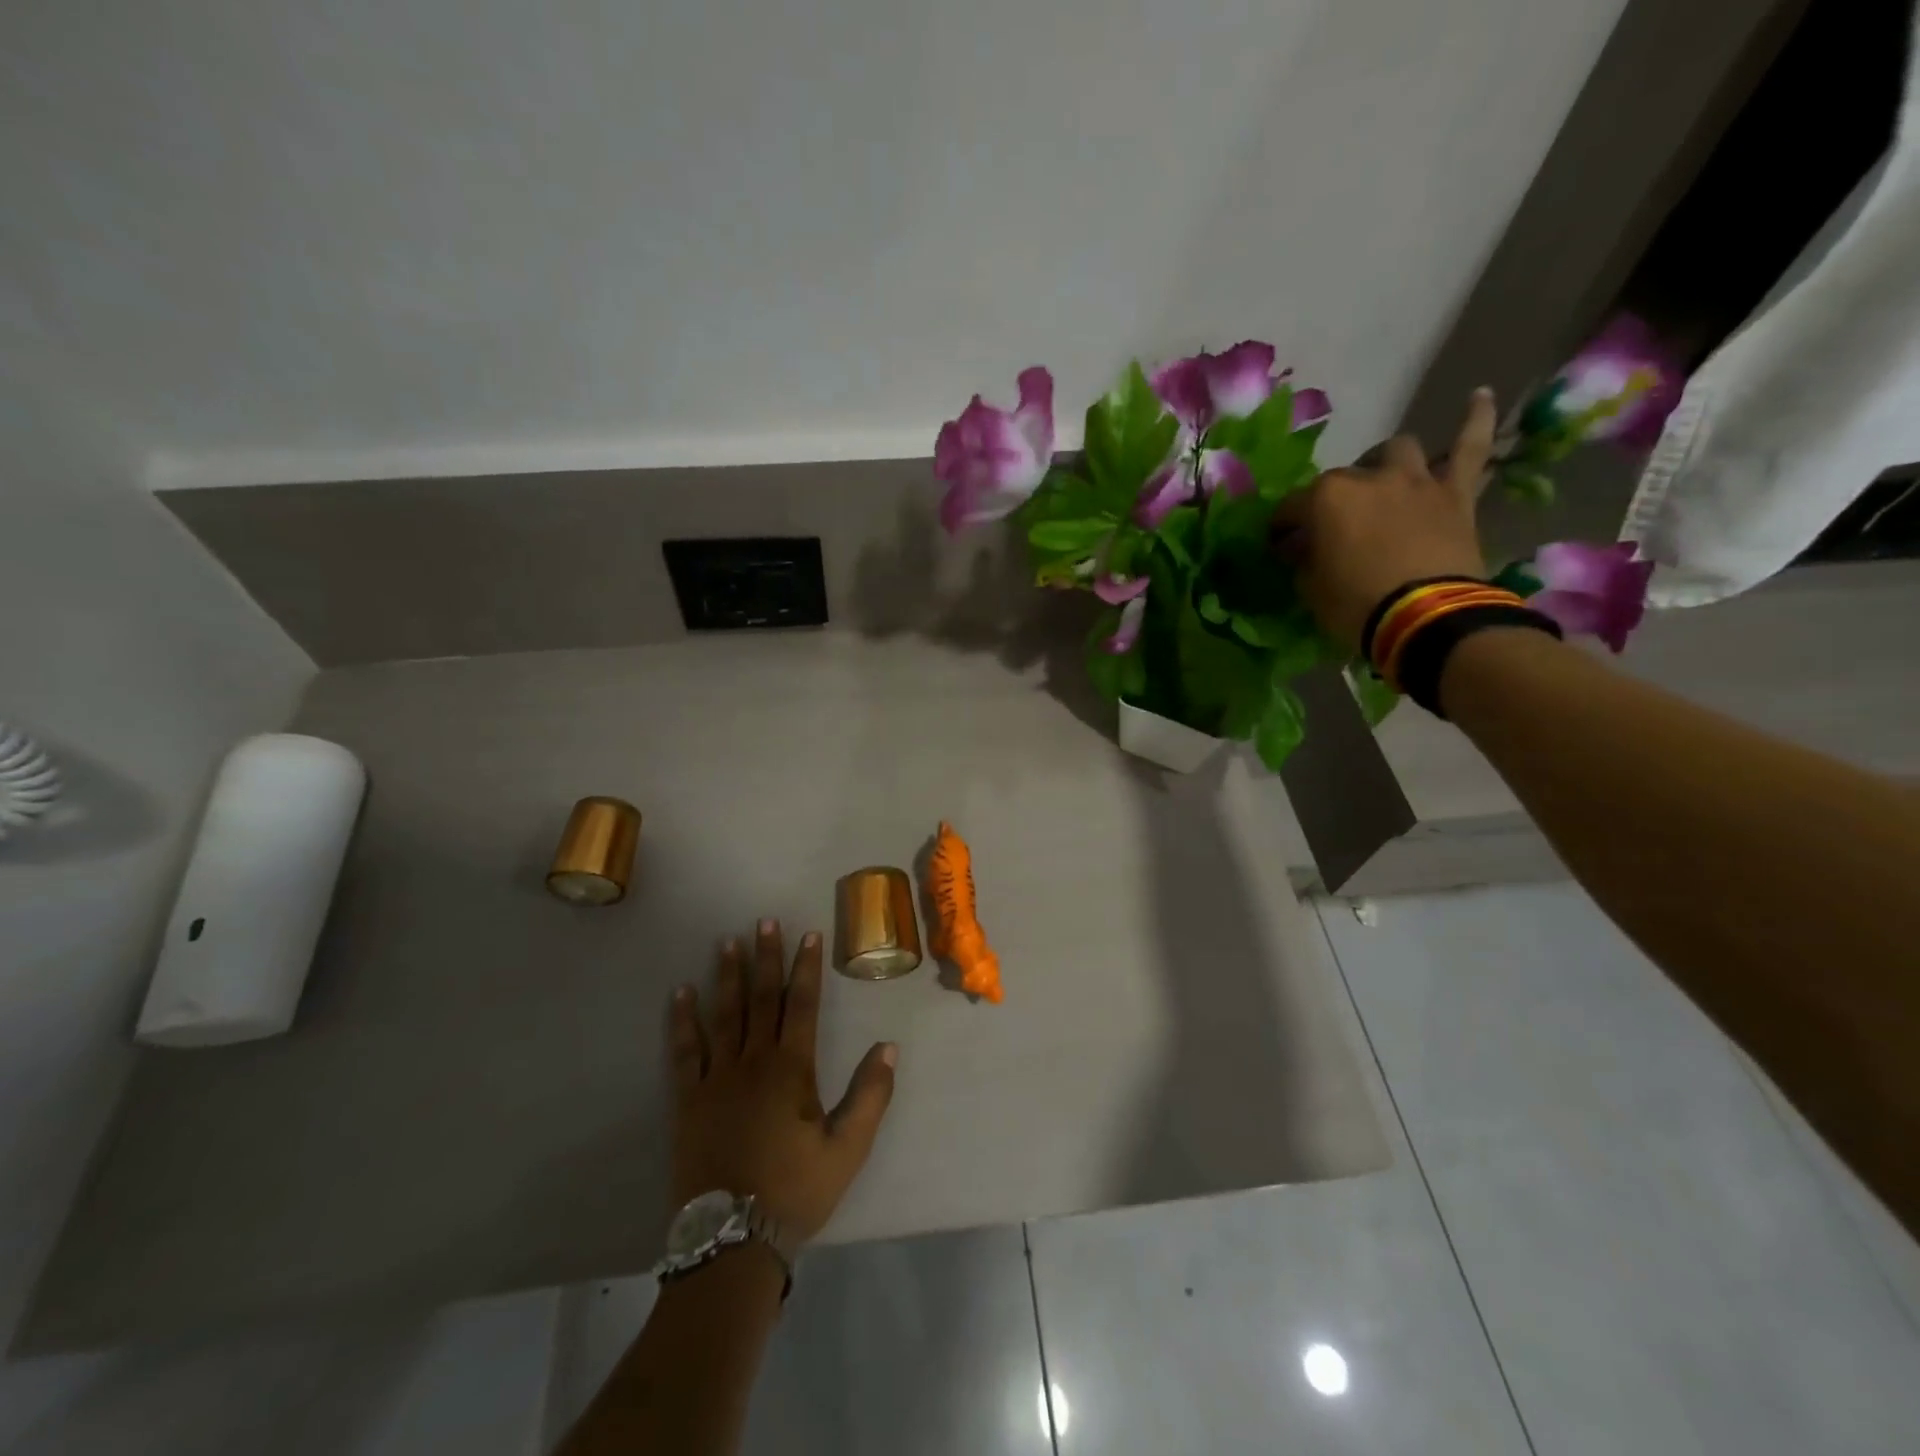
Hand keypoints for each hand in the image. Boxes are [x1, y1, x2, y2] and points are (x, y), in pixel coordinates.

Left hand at [668, 918, 896, 1243]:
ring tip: (726, 942)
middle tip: (763, 922)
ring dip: (726, 976)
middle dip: (765, 958)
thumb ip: (871, 1095)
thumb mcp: (848, 1148)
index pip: (801, 1005)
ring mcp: (716, 1078)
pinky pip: (684, 1051)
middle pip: (761, 999)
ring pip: (723, 1015)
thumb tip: (887, 1047)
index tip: (809, 934)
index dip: (806, 968)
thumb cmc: (795, 1190)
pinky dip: (682, 1021)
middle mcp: (753, 1062)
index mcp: (792, 1069)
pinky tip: (680, 994)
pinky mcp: (688, 1100)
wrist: (732, 1240)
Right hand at [1276, 388, 1497, 649]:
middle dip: (1329, 501)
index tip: (1279, 546)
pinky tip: (1479, 395)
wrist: (1426, 617)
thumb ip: (1304, 559)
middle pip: (1340, 479)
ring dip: (1383, 462)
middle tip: (1329, 528)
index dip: (1281, 528)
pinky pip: (1470, 447)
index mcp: (1324, 499)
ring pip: (1396, 451)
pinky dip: (1474, 420)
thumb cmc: (1355, 606)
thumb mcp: (1311, 589)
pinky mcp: (1454, 492)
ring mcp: (1414, 480)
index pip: (1289, 508)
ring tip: (1379, 478)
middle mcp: (1367, 477)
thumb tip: (1301, 547)